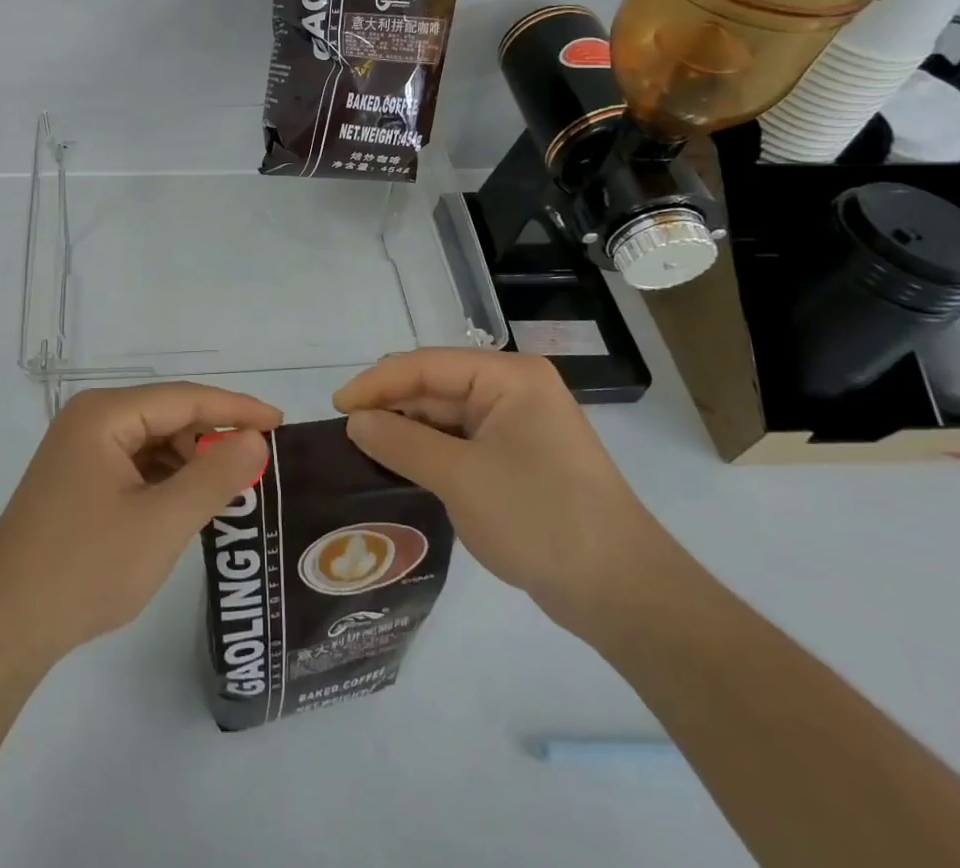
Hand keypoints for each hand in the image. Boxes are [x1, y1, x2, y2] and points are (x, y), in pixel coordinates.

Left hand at [0, 383, 279, 666]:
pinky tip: (187, 504)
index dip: (235, 407)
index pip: (184, 398)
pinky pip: (134, 466)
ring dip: (189, 462)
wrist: (1, 629)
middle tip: (258, 465)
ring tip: (229, 489)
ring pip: (152, 442)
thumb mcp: (161, 523)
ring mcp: (79, 451)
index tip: (280, 422)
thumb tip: (255, 439)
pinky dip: (165, 480)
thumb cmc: (83, 568)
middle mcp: (90, 420)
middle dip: (212, 438)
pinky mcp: (76, 481)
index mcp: (104, 414)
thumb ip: (213, 476)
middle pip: (167, 416)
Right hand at [333, 349, 667, 641]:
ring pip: (446, 416)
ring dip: (407, 430)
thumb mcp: (460, 478)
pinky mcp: (517, 460)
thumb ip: (401, 442)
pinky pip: (461, 443)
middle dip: (391, 406)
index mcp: (508, 377)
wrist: (623, 594)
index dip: (377, 382)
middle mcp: (513, 390)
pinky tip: (400, 466)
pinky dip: (429, 452)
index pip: (426, 365)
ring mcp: (518, 426)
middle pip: (435, 386)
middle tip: (345, 433)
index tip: (336, 407)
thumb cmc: (540, 519)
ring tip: (363, 449)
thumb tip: (355, 421)